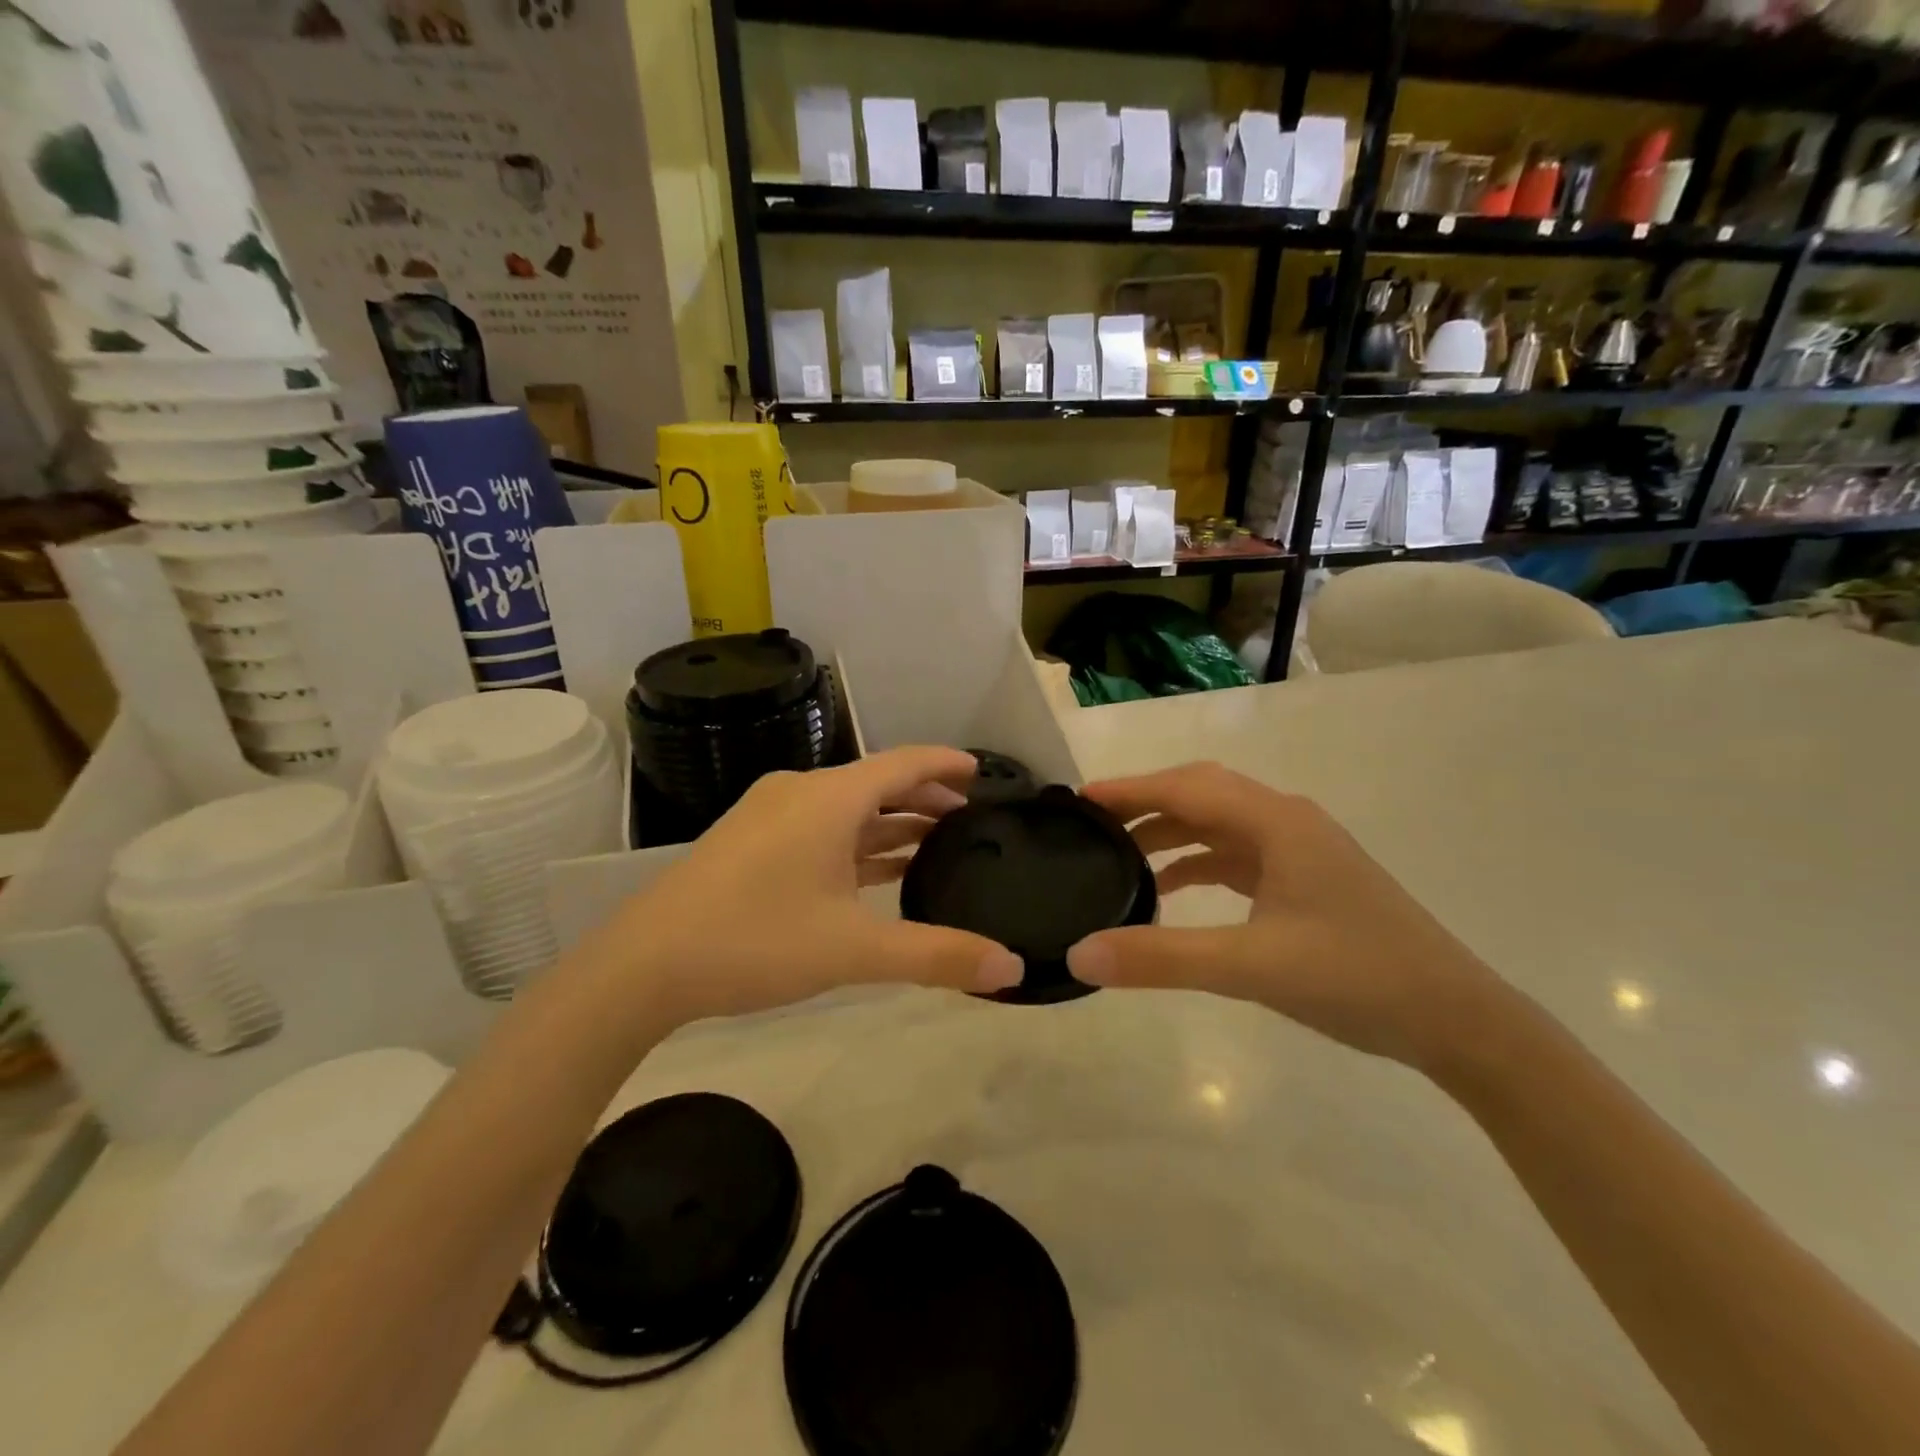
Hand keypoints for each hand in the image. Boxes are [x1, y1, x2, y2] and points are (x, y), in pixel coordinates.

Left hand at [602, 746, 1023, 1026]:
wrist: (643, 966)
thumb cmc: (756, 941)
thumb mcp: (853, 951)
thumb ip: (936, 956)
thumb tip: (1011, 970)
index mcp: (829, 799)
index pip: (904, 763)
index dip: (947, 764)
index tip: (983, 772)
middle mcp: (801, 793)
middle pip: (877, 782)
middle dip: (924, 797)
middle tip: (968, 818)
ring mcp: (770, 816)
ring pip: (847, 808)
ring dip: (890, 822)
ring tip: (933, 841)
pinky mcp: (751, 842)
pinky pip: (820, 828)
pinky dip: (856, 842)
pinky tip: (876, 869)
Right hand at [1066, 762, 1504, 1067]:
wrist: (1456, 1019)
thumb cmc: (1356, 977)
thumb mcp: (1250, 968)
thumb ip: (1162, 958)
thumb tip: (1079, 953)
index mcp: (1276, 822)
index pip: (1185, 788)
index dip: (1129, 789)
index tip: (1077, 800)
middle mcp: (1287, 821)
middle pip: (1200, 793)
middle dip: (1145, 803)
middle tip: (1091, 823)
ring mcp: (1299, 850)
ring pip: (1218, 823)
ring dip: (1169, 832)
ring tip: (1118, 854)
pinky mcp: (1305, 879)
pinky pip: (1236, 854)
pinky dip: (1197, 861)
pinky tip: (1170, 888)